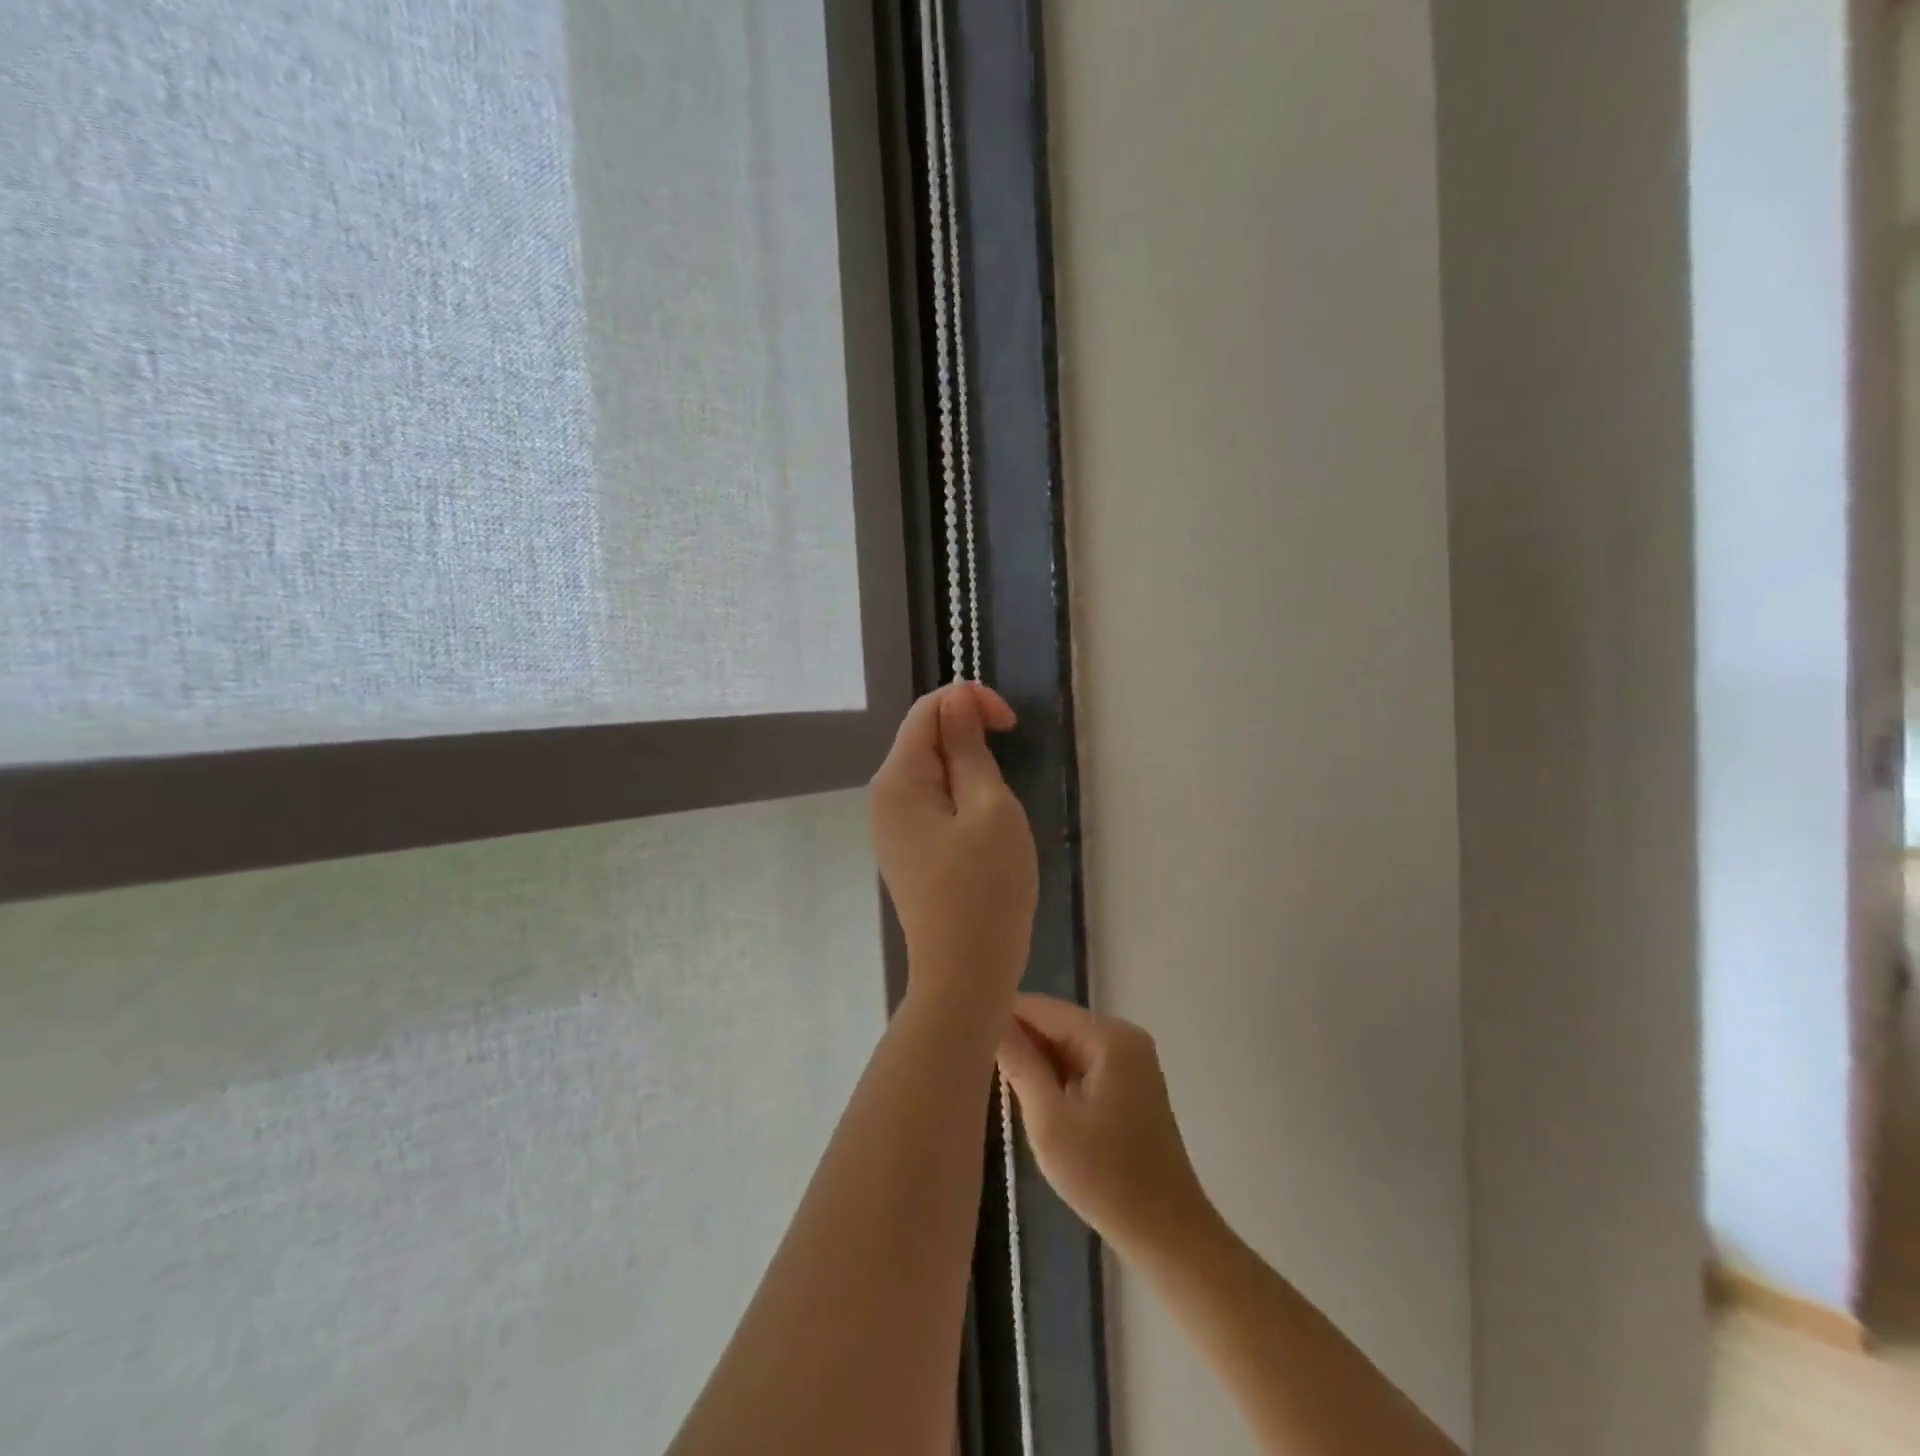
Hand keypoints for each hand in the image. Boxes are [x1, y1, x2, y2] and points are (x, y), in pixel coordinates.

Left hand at [869, 683, 1037, 1014]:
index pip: (927, 710)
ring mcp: (892, 826)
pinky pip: (932, 801)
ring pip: (931, 770)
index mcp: (898, 780)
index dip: (970, 701)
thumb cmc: (986, 888)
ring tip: (999, 804)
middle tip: (1010, 766)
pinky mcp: (907, 848)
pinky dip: (960, 795)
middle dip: (968, 735)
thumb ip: (968, 748)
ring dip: (968, 768)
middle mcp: (884, 797)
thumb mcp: (989, 807)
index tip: (1012, 725)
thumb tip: (956, 698)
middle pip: (925, 738)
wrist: (964, 973)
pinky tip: (982, 823)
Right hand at [996, 994, 1214, 1260]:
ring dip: (1037, 1062)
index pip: (1043, 1008)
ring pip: (1067, 1046)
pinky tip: (1032, 1098)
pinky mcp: (1130, 1085)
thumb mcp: (1050, 1121)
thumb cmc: (1105, 1178)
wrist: (1168, 1235)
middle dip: (1020, 1041)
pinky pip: (1082, 1065)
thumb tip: (991, 1022)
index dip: (1003, 1015)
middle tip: (974, 1060)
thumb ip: (1020, 1065)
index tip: (964, 1031)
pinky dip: (1056, 1077)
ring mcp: (1131, 1061)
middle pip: (1056, 1024)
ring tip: (996, 1078)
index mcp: (1109, 1037)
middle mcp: (1124, 1037)